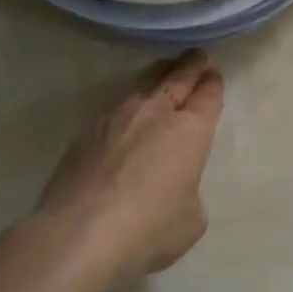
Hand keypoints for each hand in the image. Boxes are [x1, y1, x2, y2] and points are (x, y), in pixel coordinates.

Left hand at [40, 51, 223, 284]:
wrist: (79, 235)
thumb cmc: (149, 228)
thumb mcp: (191, 219)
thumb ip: (189, 192)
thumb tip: (175, 188)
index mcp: (191, 129)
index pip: (208, 94)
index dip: (212, 84)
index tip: (213, 76)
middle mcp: (156, 113)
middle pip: (177, 78)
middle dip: (190, 65)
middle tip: (195, 56)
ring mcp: (117, 118)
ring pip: (144, 84)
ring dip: (158, 76)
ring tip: (164, 71)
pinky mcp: (87, 133)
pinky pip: (116, 107)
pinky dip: (129, 105)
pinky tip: (128, 115)